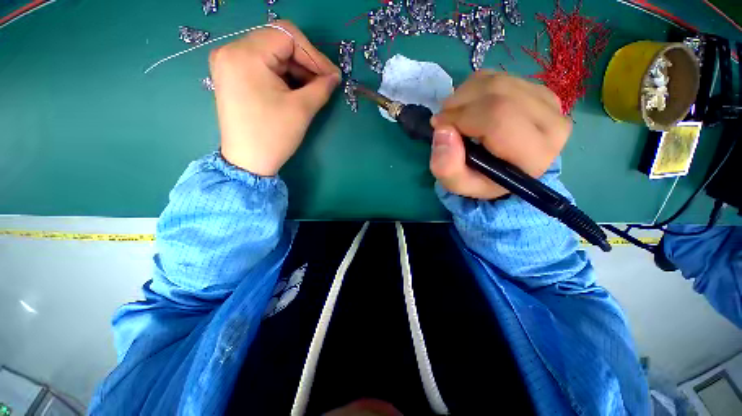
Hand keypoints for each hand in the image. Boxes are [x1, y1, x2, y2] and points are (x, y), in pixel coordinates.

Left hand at [209, 20, 340, 175]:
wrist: (248, 162)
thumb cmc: (273, 135)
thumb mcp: (302, 109)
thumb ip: (322, 87)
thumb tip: (335, 76)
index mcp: (245, 54)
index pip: (287, 36)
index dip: (314, 54)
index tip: (332, 76)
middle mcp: (231, 50)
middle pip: (278, 42)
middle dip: (305, 62)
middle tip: (325, 83)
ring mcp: (228, 63)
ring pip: (271, 53)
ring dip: (295, 69)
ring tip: (312, 89)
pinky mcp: (232, 76)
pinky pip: (262, 65)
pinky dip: (282, 74)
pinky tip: (295, 90)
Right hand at [429, 71, 571, 199]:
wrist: (503, 170)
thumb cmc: (481, 180)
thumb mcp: (459, 184)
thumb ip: (447, 167)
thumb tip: (442, 131)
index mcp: (534, 155)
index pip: (498, 118)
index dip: (461, 117)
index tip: (438, 125)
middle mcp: (552, 123)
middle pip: (498, 94)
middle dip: (459, 103)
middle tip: (443, 120)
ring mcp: (548, 102)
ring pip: (497, 81)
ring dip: (464, 95)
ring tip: (453, 115)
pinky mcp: (539, 89)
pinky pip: (499, 76)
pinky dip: (474, 88)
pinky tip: (469, 107)